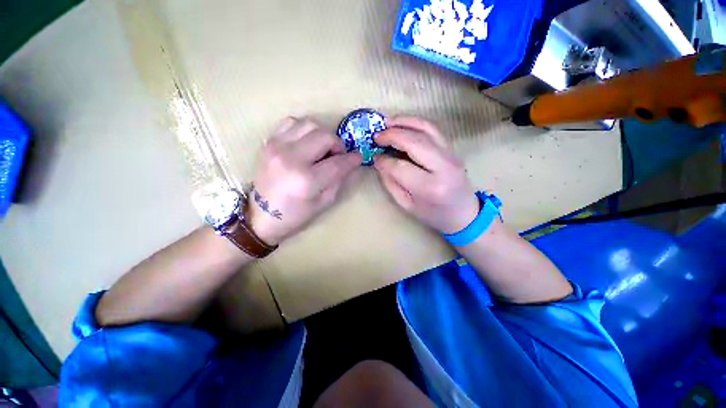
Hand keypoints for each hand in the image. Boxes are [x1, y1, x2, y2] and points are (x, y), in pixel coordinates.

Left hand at [248, 117, 360, 245]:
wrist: (261, 215)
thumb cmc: (296, 214)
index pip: (337, 163)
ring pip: (309, 124)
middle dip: (337, 145)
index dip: (351, 159)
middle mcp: (291, 158)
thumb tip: (351, 161)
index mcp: (306, 180)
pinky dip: (304, 129)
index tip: (358, 157)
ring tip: (321, 149)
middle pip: (324, 136)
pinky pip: (291, 122)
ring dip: (322, 135)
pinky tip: (305, 143)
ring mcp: (277, 147)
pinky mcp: (268, 142)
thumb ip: (339, 179)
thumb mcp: (324, 202)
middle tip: (337, 156)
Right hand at [373, 116, 478, 234]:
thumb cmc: (433, 214)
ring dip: (403, 122)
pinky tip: (402, 122)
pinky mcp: (452, 148)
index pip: (400, 167)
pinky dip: (415, 122)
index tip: (374, 158)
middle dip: (391, 135)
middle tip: (376, 136)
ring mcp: (450, 154)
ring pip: (425, 129)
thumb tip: (380, 161)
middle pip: (414, 142)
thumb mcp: (407, 205)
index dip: (384, 161)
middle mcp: (443, 167)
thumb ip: (391, 183)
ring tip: (386, 123)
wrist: (463, 212)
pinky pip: (433, 129)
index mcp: (430, 187)